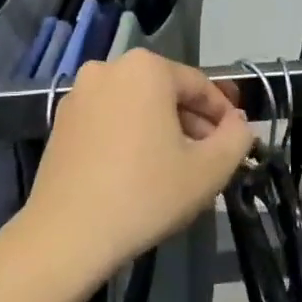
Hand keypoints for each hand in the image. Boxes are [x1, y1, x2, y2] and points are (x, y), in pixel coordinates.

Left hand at [26, 49, 253, 281]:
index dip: (224, 115)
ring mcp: (80, 93)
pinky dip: (130, 135)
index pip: (199, 86)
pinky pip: (110, 118)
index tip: (236, 142)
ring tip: (177, 167)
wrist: (67, 234)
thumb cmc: (145, 193)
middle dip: (192, 122)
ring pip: (137, 105)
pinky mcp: (61, 120)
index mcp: (146, 68)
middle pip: (166, 92)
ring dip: (162, 129)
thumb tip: (240, 123)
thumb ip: (236, 138)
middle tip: (210, 158)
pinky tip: (139, 170)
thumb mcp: (209, 170)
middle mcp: (109, 68)